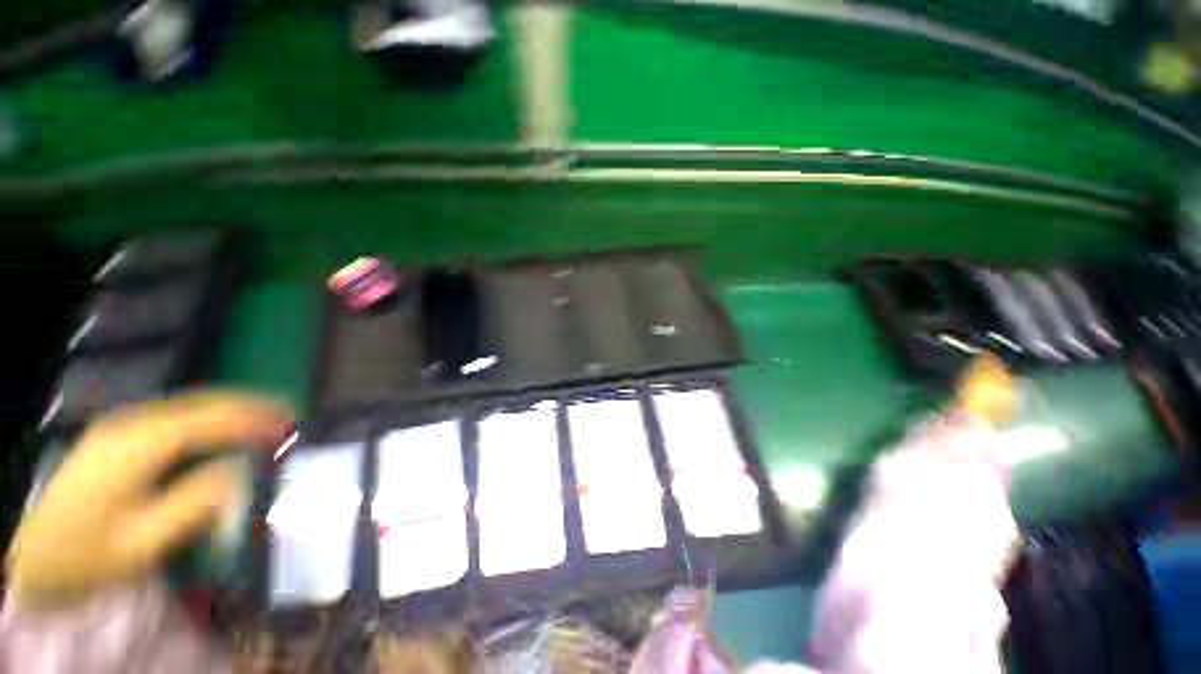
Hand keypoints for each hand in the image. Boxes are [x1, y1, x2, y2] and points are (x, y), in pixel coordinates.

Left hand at [6, 392, 291, 609]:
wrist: (39, 556)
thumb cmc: (92, 555)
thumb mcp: (144, 541)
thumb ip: (195, 502)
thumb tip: (243, 470)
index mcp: (136, 446)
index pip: (208, 419)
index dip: (254, 419)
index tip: (292, 424)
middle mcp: (131, 424)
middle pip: (202, 403)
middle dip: (251, 406)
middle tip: (291, 416)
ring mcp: (123, 426)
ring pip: (192, 405)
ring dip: (234, 410)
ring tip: (269, 419)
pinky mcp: (122, 434)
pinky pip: (179, 416)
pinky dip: (212, 418)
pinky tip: (227, 429)